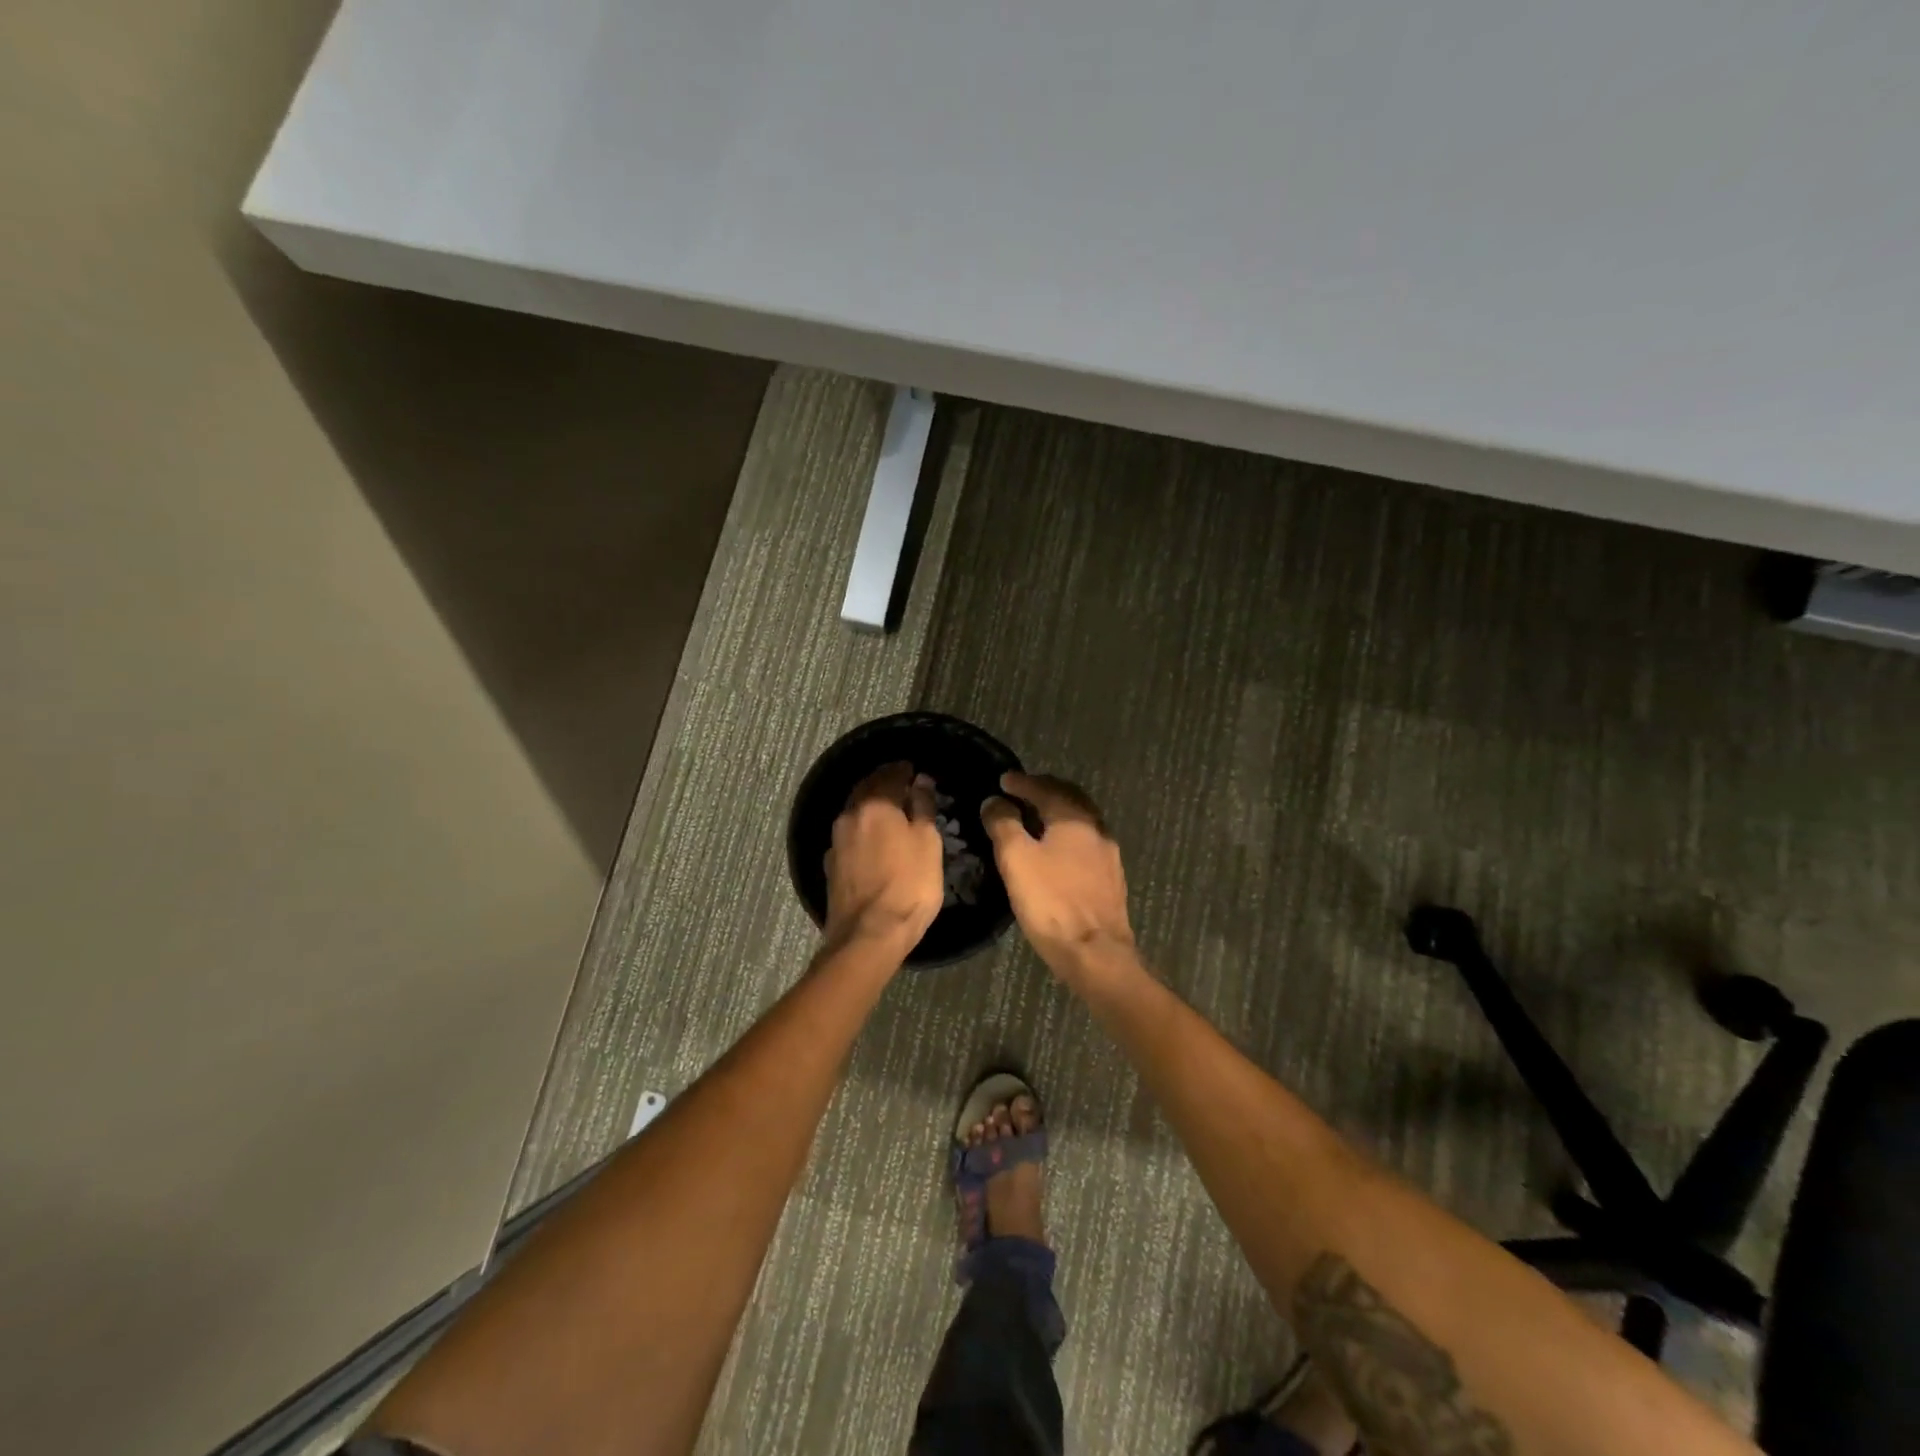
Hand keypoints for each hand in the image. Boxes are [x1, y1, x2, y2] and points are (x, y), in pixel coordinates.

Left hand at [822, 762, 943, 956]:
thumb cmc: (909, 886)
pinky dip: (862, 828)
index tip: (913, 769)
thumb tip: (920, 781)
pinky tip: (872, 837)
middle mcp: (850, 815)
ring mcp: (836, 841)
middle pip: (866, 789)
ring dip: (870, 805)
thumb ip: (923, 808)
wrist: (868, 934)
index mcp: (875, 804)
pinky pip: (849, 834)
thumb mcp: (928, 843)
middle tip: (901, 783)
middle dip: (883, 783)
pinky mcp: (831, 864)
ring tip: (889, 809)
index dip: (902, 770)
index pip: (889, 775)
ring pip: (855, 811)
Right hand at [981, 772, 1137, 986]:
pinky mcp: (1111, 879)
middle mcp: (1096, 829)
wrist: (1096, 953)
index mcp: (1074, 818)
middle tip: (1021, 792)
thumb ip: (1003, 824)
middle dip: (1044, 791)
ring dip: (1058, 813)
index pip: (1045, 788)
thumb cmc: (1051, 902)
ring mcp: (1108, 855)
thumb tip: (995, 801)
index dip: (1022, 782)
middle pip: (1070, 799)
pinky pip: (1086, 843)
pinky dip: (1068, 836)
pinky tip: (1057, 850)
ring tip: (1036, 818)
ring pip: (1081, 821)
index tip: (1003, 780)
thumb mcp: (1016, 859)